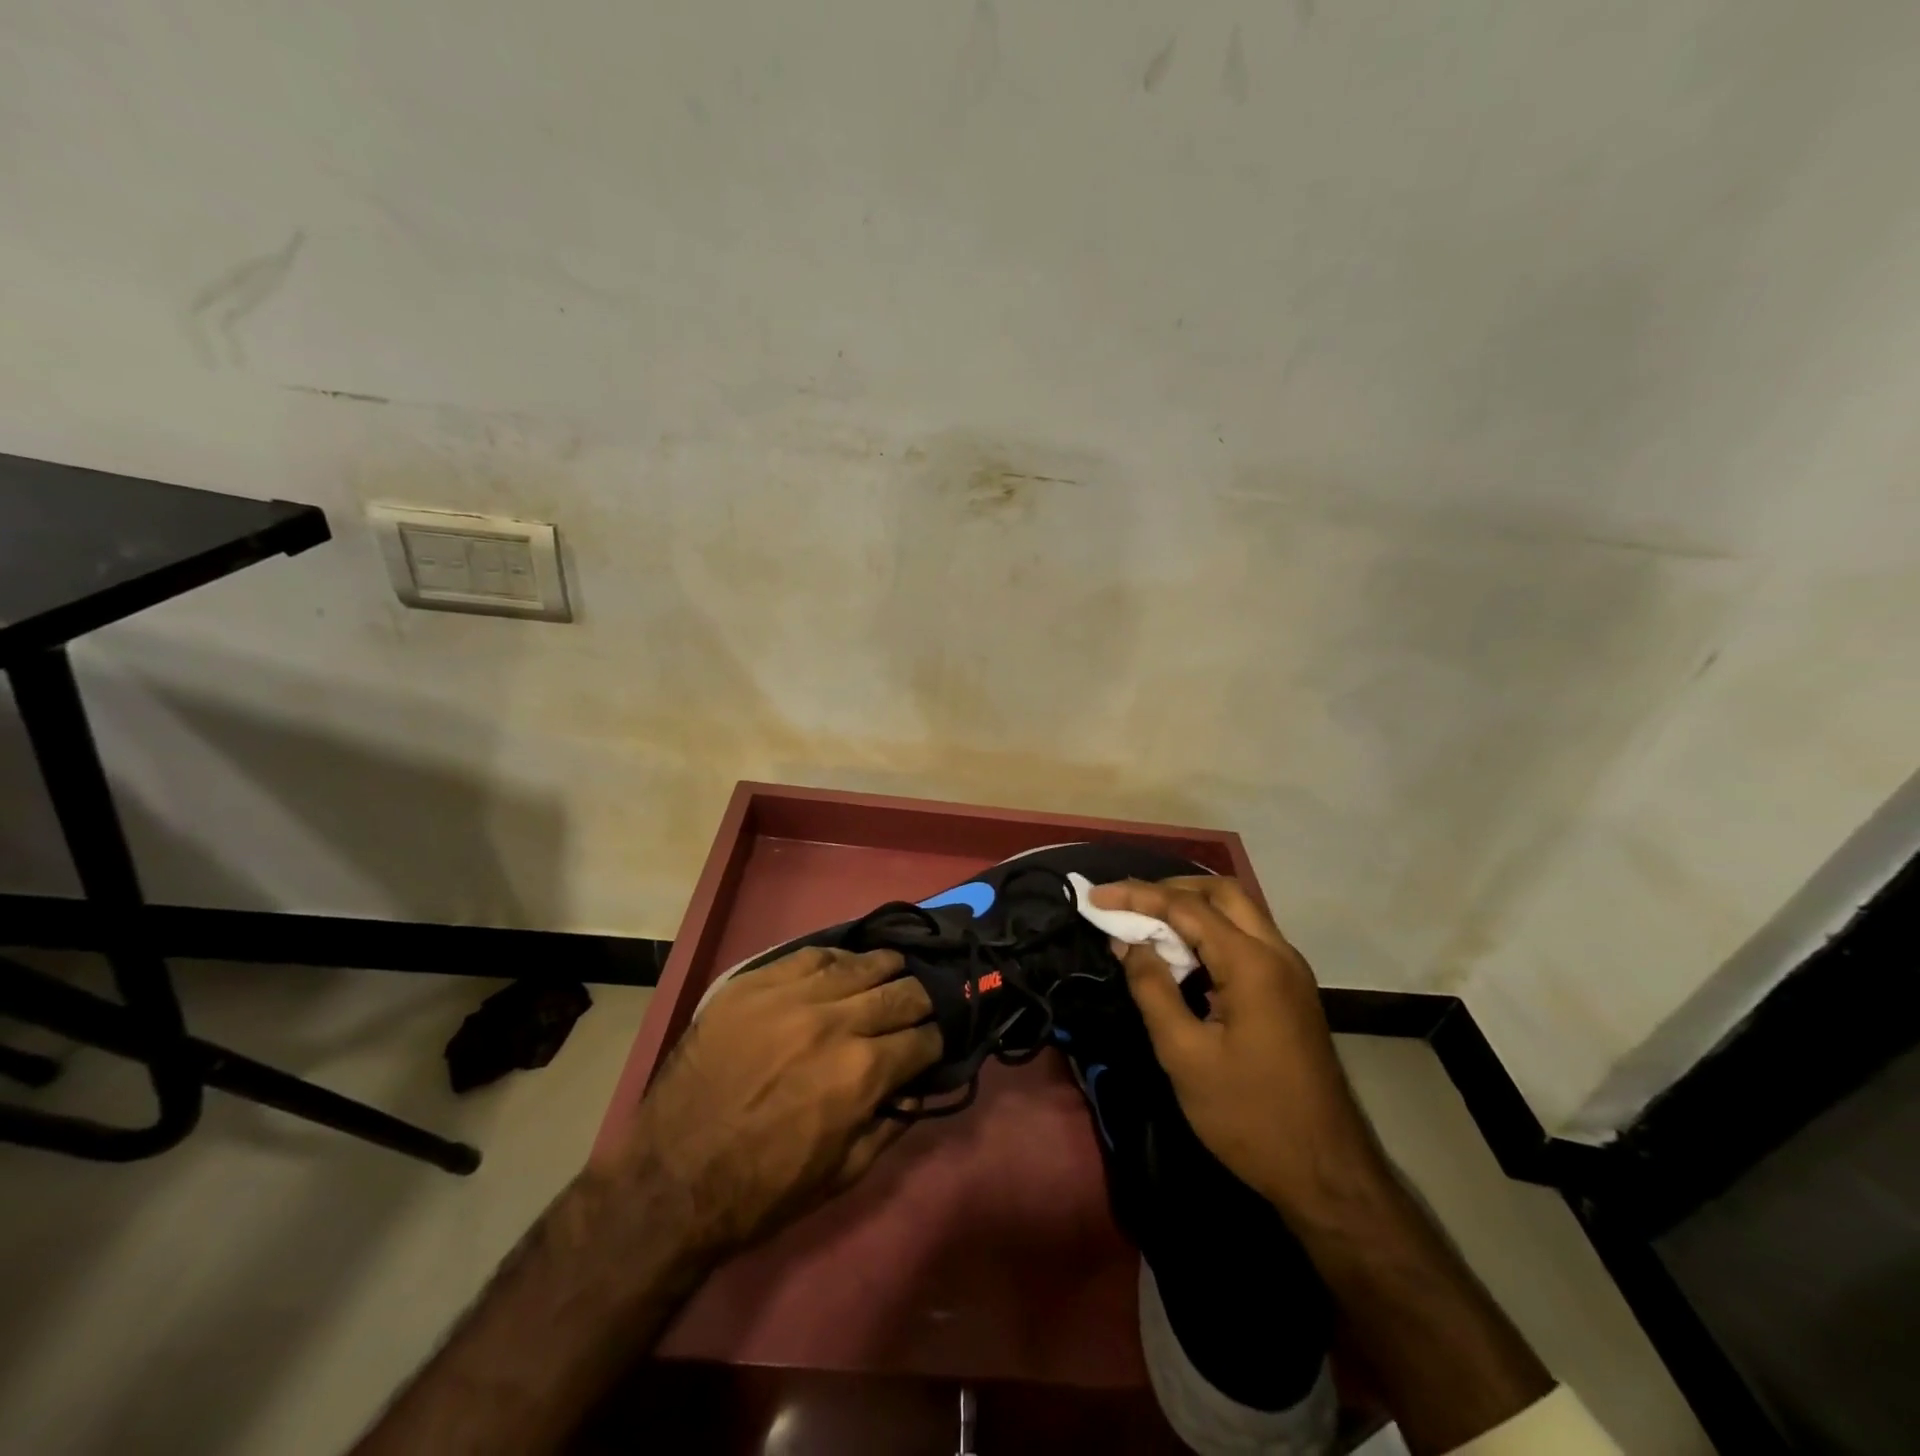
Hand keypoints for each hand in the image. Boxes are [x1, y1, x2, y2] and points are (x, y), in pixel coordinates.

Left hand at [597, 947, 942, 1254]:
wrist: (671, 1180)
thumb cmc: (762, 1190)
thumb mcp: (842, 1175)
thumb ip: (890, 1126)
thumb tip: (918, 1088)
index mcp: (862, 1074)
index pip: (923, 1039)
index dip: (936, 1041)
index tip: (934, 1043)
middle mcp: (835, 1024)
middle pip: (900, 992)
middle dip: (920, 1001)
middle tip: (919, 1007)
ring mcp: (791, 997)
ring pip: (860, 964)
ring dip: (885, 970)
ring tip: (892, 972)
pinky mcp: (753, 984)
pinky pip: (809, 955)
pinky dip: (836, 959)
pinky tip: (844, 964)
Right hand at [1089, 878, 1382, 1213]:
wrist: (1326, 1173)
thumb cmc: (1249, 1115)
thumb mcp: (1185, 1055)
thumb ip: (1152, 989)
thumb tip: (1129, 942)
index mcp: (1252, 964)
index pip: (1187, 907)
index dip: (1137, 896)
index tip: (1095, 897)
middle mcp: (1277, 953)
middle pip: (1221, 892)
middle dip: (1169, 888)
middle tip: (1127, 904)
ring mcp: (1289, 971)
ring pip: (1237, 912)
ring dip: (1191, 908)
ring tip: (1145, 923)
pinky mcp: (1289, 991)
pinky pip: (1245, 939)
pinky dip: (1209, 932)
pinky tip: (1182, 954)